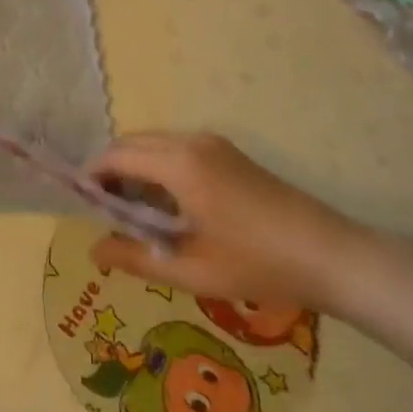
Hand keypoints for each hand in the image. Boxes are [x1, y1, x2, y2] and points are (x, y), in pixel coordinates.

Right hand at [86, 133, 365, 313]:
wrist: (332, 256)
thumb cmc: (257, 264)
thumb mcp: (190, 270)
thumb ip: (135, 257)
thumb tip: (94, 250)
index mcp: (179, 163)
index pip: (116, 156)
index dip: (92, 177)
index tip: (81, 205)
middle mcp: (192, 142)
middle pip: (133, 144)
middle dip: (111, 171)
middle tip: (105, 214)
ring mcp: (214, 144)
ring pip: (155, 145)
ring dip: (135, 170)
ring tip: (135, 215)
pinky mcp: (229, 154)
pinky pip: (178, 150)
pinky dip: (159, 169)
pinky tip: (169, 208)